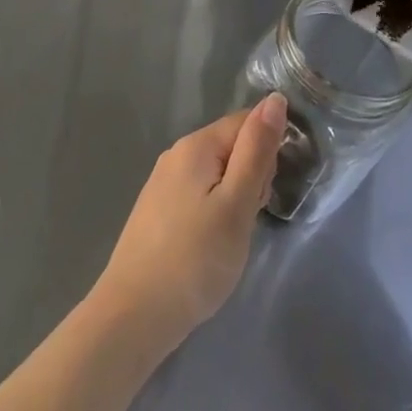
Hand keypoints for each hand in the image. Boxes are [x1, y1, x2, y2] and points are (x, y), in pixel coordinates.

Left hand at [87, 94, 287, 356]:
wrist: (136, 311)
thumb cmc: (196, 258)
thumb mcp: (237, 203)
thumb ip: (256, 151)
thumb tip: (275, 99)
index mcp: (195, 145)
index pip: (245, 122)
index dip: (268, 151)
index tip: (268, 191)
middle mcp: (176, 154)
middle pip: (231, 146)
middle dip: (252, 176)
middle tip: (248, 219)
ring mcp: (163, 181)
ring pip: (217, 172)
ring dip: (235, 196)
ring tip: (231, 236)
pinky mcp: (159, 208)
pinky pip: (200, 192)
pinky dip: (216, 210)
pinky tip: (212, 242)